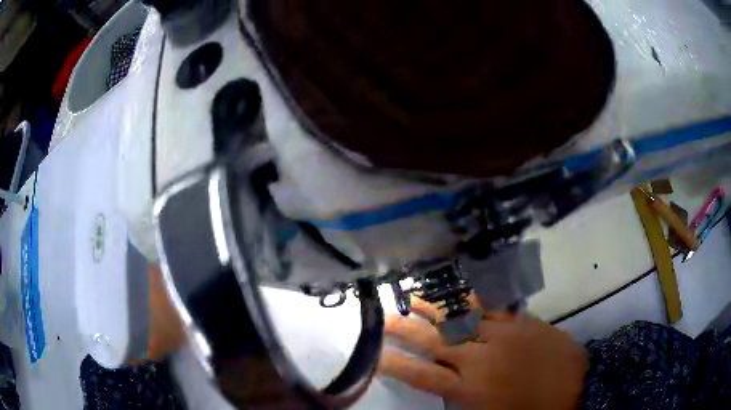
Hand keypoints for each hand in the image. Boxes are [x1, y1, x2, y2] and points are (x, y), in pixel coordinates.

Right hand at [378, 297, 587, 409]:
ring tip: (412, 298)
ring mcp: (503, 337)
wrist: (578, 388)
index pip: (422, 377)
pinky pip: (492, 309)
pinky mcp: (522, 323)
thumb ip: (460, 399)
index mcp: (471, 389)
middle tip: (384, 318)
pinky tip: (459, 294)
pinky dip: (472, 302)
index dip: (396, 366)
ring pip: (461, 319)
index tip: (375, 357)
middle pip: (435, 342)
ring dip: (434, 309)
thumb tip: (440, 381)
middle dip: (406, 330)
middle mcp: (481, 360)